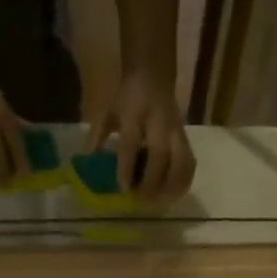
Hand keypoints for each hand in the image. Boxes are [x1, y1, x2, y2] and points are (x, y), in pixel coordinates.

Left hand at [87, 69, 195, 202]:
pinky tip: (175, 194)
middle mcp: (158, 122)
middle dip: (153, 180)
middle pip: (160, 155)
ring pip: (181, 160)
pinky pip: (190, 161)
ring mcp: (175, 130)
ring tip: (161, 202)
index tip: (123, 188)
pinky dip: (184, 180)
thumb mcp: (108, 110)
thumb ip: (97, 135)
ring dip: (173, 184)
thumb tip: (87, 160)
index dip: (127, 167)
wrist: (153, 74)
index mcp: (134, 113)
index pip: (131, 143)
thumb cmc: (127, 97)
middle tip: (143, 200)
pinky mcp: (185, 136)